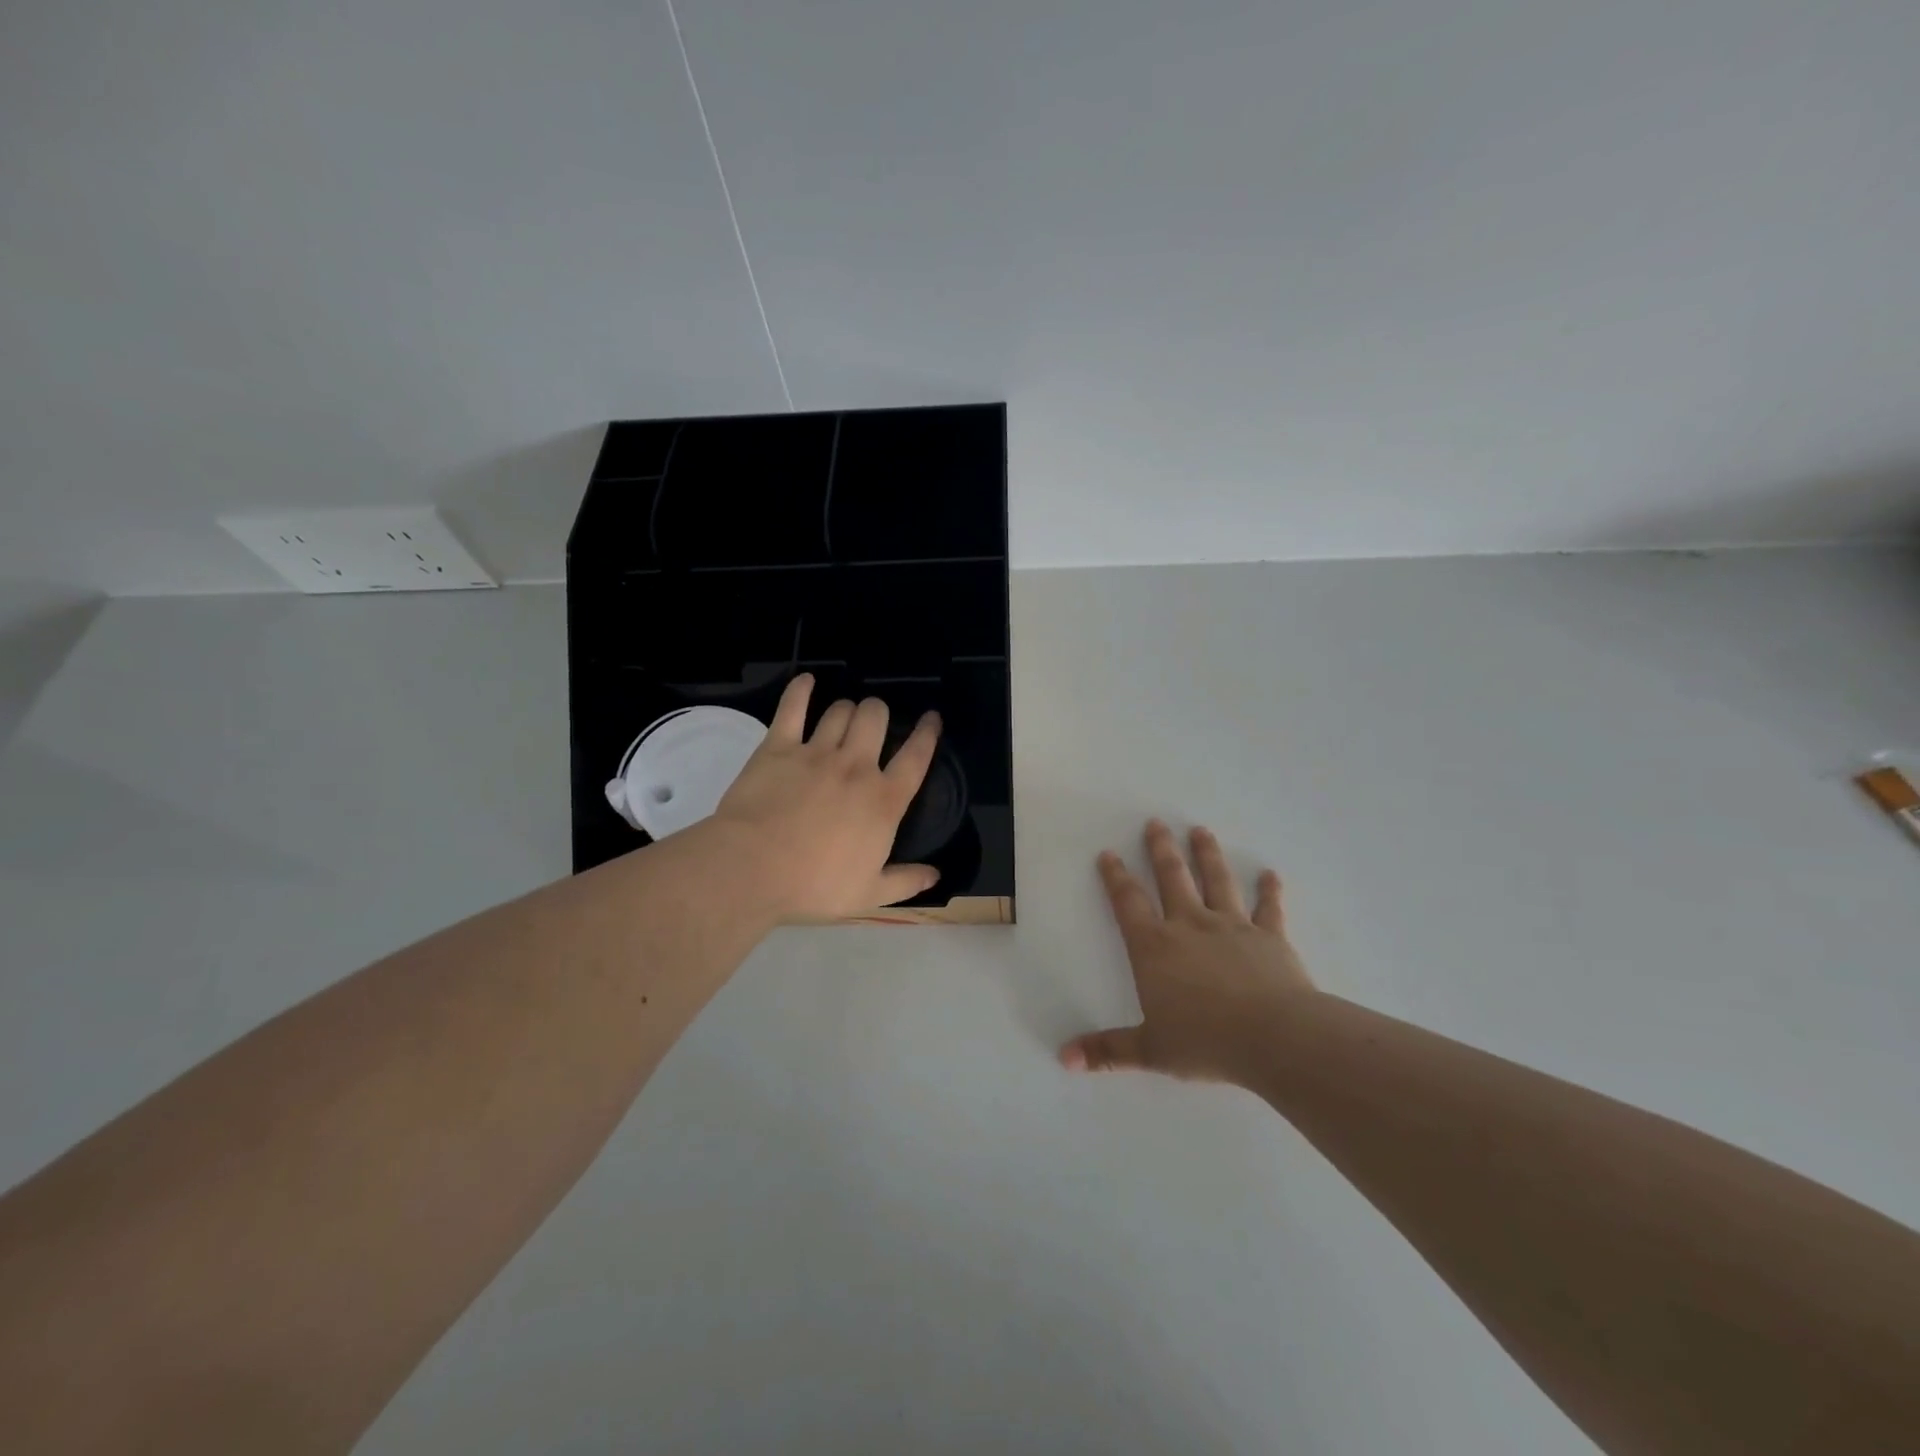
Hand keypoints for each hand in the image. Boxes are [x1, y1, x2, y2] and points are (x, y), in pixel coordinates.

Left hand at [706, 674, 941, 919]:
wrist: (753, 869)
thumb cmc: (814, 886)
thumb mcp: (868, 894)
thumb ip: (905, 881)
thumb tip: (936, 875)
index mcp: (883, 800)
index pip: (916, 757)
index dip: (927, 734)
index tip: (932, 718)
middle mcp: (856, 767)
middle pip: (876, 718)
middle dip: (879, 713)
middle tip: (873, 723)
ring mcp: (816, 752)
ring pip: (840, 711)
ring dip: (847, 709)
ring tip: (844, 717)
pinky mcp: (778, 747)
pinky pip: (792, 707)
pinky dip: (801, 690)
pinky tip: (807, 681)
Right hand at [1061, 819, 1315, 1082]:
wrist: (1274, 1038)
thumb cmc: (1205, 1041)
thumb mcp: (1150, 1050)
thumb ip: (1107, 1050)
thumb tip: (1064, 1058)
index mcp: (1155, 947)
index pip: (1129, 903)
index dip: (1116, 877)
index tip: (1109, 854)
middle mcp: (1190, 925)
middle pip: (1172, 877)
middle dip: (1161, 849)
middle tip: (1156, 823)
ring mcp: (1232, 926)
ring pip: (1217, 881)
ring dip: (1208, 854)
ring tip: (1201, 830)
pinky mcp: (1270, 937)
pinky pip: (1268, 909)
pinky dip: (1270, 891)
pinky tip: (1272, 875)